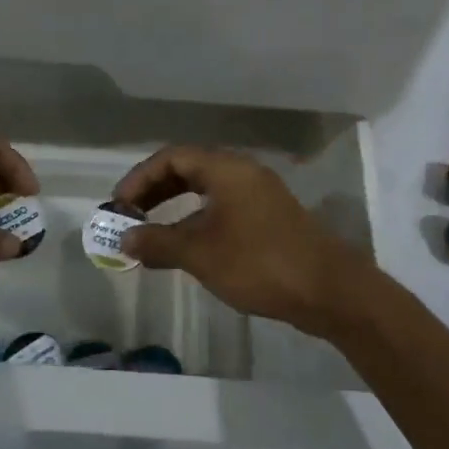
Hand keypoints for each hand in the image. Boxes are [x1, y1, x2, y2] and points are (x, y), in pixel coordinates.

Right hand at [112, 146, 369, 338]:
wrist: (329, 291)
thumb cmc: (260, 263)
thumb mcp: (200, 254)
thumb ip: (158, 243)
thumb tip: (124, 240)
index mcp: (226, 169)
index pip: (172, 157)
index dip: (140, 178)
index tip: (119, 206)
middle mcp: (242, 173)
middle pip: (188, 169)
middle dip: (154, 191)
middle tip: (129, 217)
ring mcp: (259, 195)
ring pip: (206, 190)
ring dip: (174, 208)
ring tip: (150, 235)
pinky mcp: (269, 218)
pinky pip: (222, 208)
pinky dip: (197, 220)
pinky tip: (186, 247)